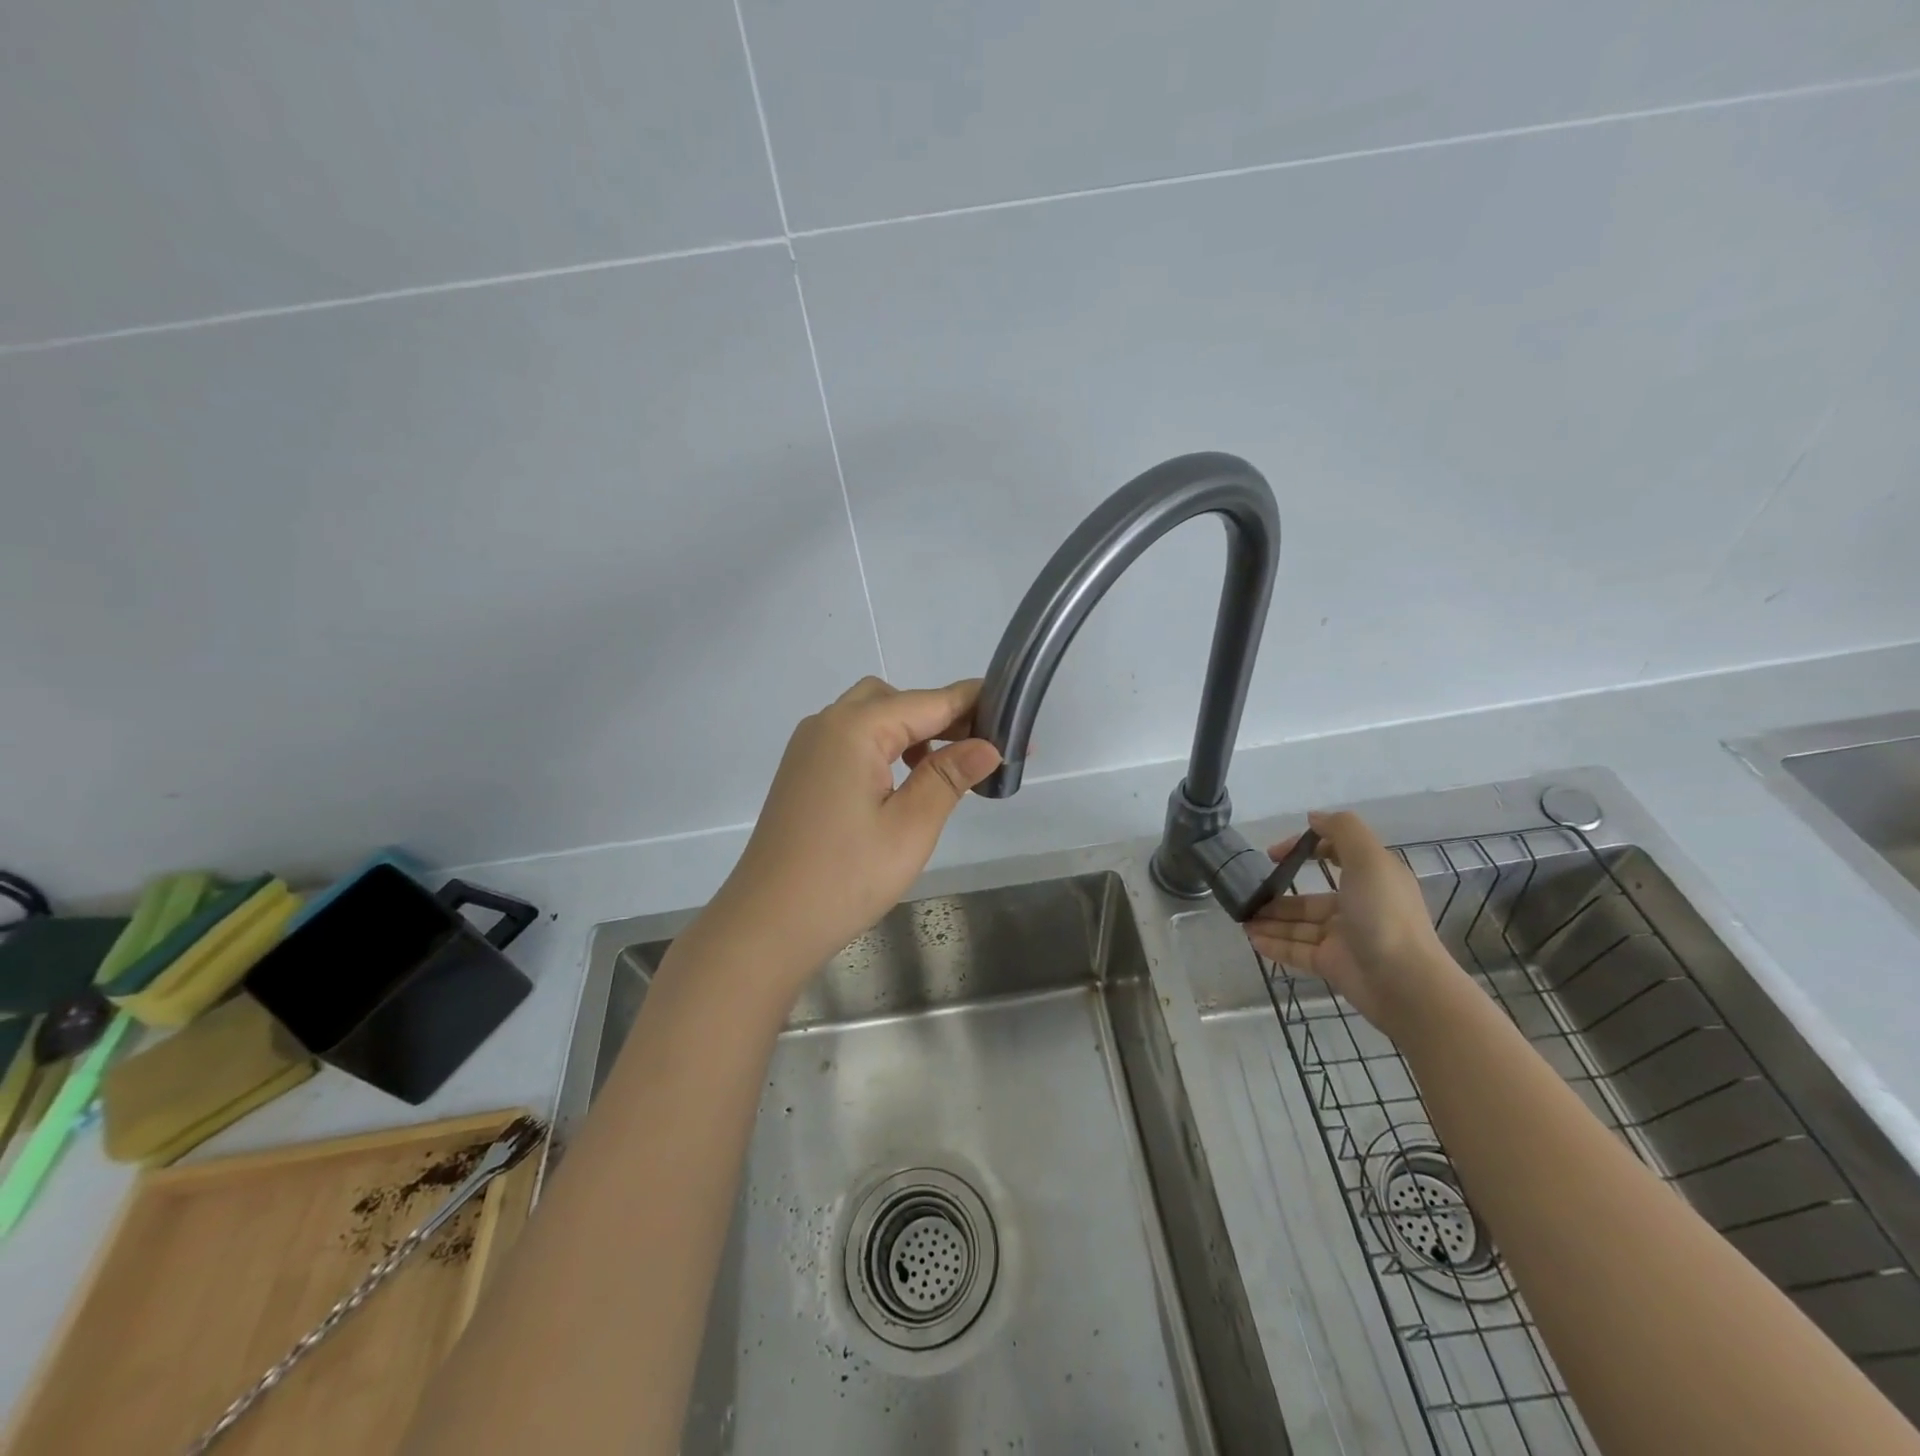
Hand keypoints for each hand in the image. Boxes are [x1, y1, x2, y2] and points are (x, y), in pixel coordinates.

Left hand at [702, 677, 1000, 989]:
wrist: (768, 924)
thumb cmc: (846, 876)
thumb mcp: (911, 826)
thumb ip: (949, 777)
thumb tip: (989, 745)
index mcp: (854, 729)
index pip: (928, 701)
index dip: (974, 706)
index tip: (1016, 717)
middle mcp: (827, 725)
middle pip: (896, 699)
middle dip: (941, 715)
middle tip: (982, 750)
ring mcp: (808, 748)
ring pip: (871, 717)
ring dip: (911, 730)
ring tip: (947, 768)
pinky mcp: (802, 772)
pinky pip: (851, 740)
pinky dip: (884, 747)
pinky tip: (903, 781)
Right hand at [1244, 810, 1462, 1036]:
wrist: (1405, 983)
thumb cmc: (1384, 915)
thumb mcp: (1369, 860)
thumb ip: (1342, 830)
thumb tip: (1313, 817)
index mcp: (1371, 879)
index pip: (1334, 856)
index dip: (1304, 849)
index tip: (1273, 854)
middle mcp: (1357, 906)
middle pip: (1310, 898)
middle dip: (1278, 895)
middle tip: (1248, 895)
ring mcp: (1344, 938)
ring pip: (1299, 925)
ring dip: (1270, 921)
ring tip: (1241, 919)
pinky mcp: (1333, 965)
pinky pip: (1297, 951)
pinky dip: (1274, 945)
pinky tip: (1251, 939)